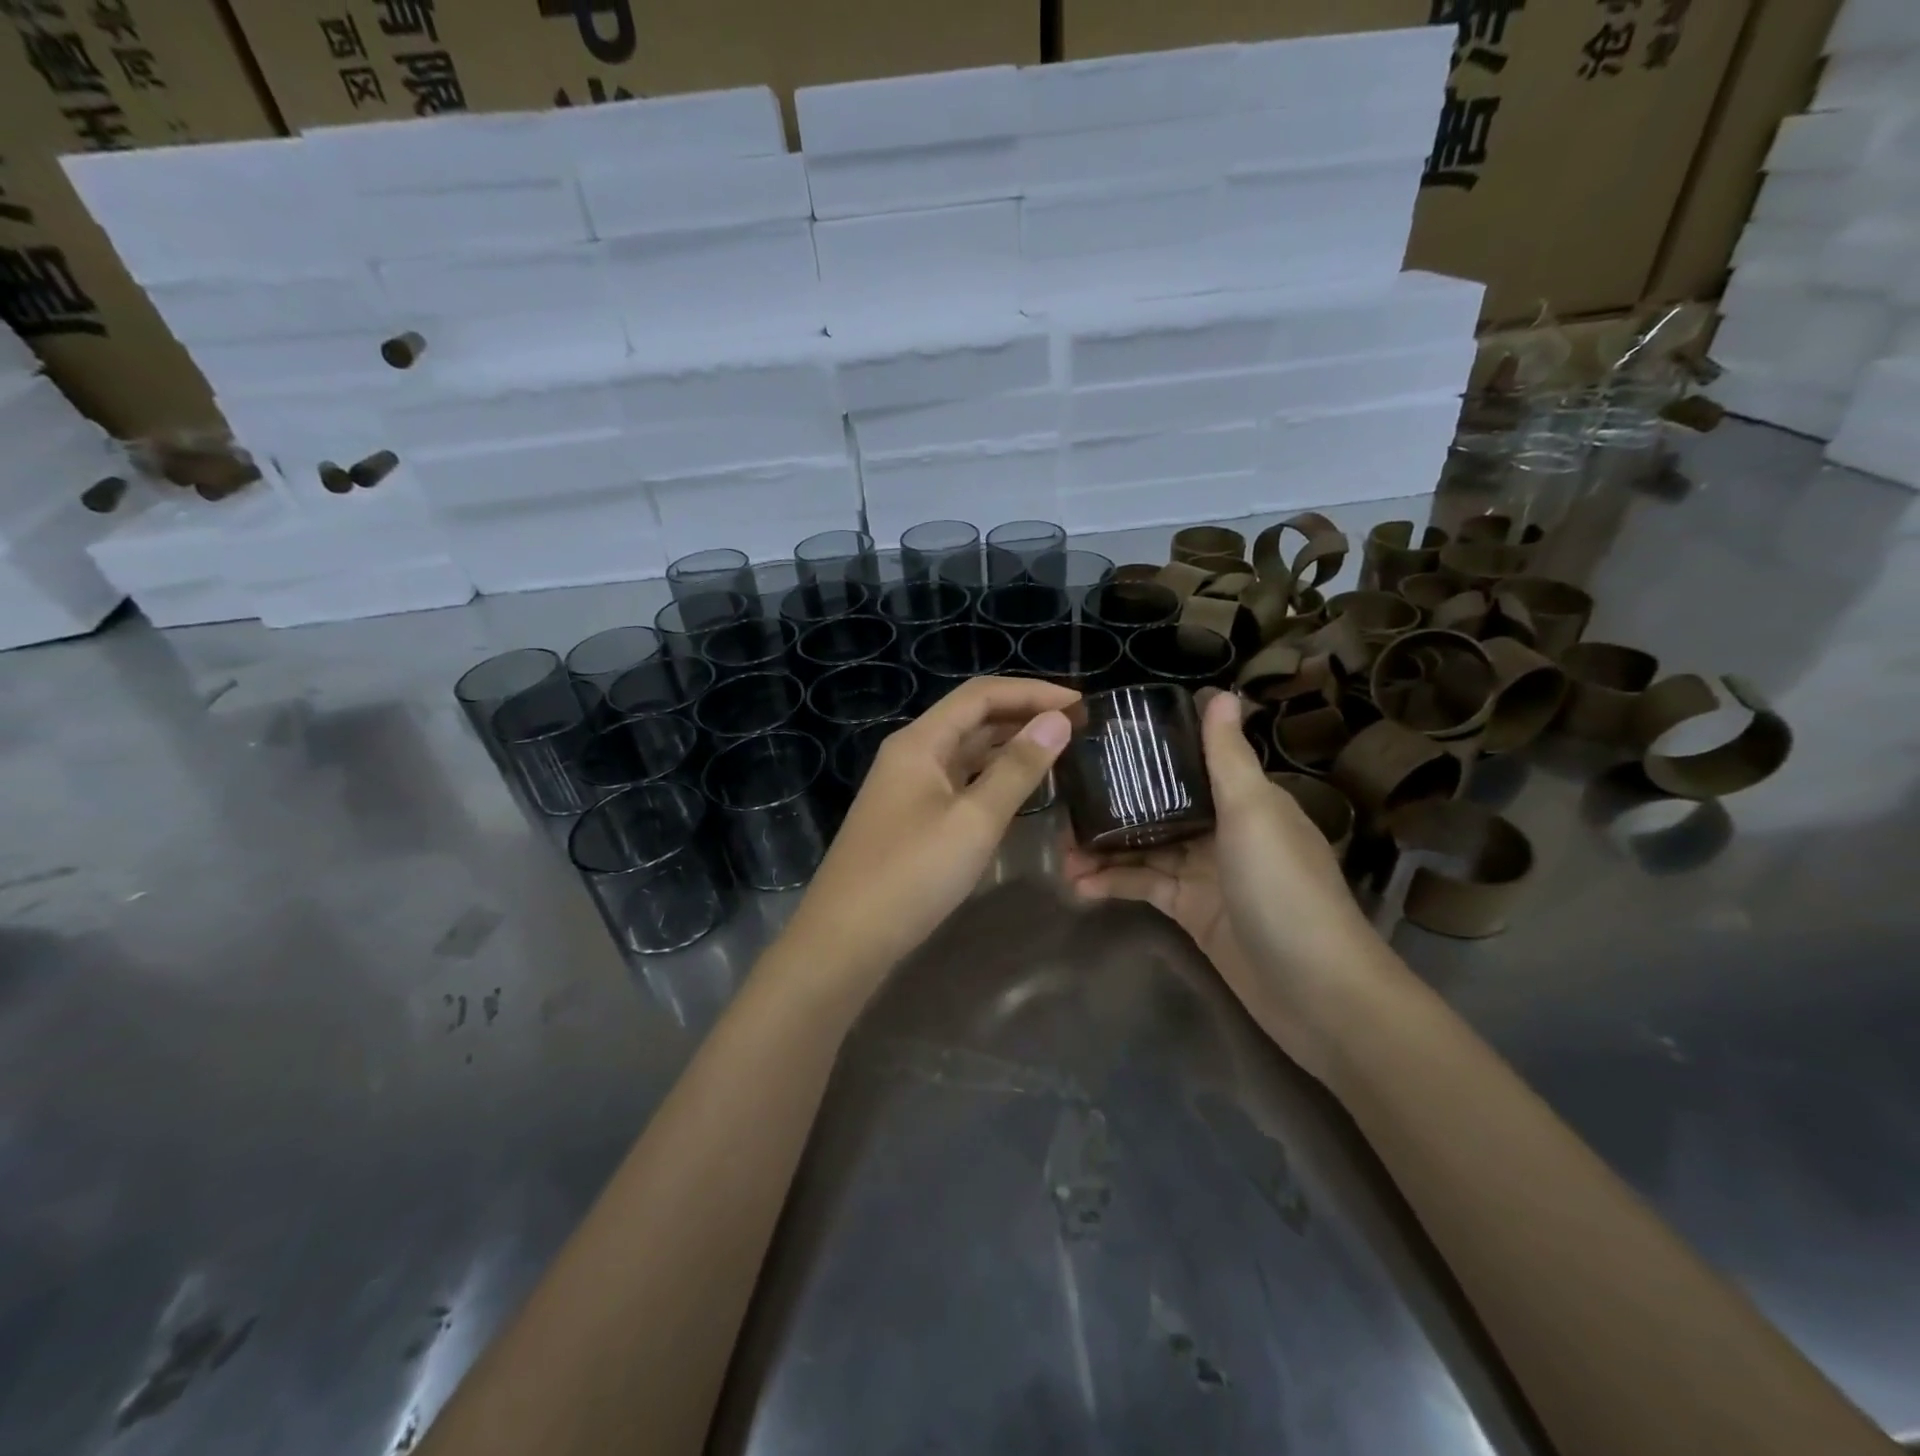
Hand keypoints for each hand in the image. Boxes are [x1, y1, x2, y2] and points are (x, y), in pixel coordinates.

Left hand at [775, 676, 1078, 998]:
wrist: (846, 938)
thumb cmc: (912, 874)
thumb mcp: (974, 820)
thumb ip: (1017, 768)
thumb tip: (1057, 720)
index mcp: (920, 742)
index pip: (981, 695)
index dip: (1032, 692)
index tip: (1080, 703)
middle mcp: (911, 754)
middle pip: (972, 718)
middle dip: (1023, 715)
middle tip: (1077, 727)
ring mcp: (908, 787)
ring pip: (965, 751)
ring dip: (1009, 745)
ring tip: (1058, 750)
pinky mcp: (911, 817)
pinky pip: (958, 781)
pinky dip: (991, 776)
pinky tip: (1019, 788)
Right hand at [1062, 689, 1388, 1078]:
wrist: (1315, 990)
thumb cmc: (1284, 887)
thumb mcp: (1253, 813)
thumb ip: (1227, 758)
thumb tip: (1221, 693)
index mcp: (1244, 800)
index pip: (1188, 765)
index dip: (1145, 756)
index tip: (1096, 746)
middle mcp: (1223, 831)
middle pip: (1158, 809)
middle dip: (1112, 808)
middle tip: (1063, 807)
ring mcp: (1205, 874)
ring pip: (1144, 850)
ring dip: (1104, 850)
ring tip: (1060, 854)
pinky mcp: (1192, 913)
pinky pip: (1145, 887)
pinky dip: (1114, 884)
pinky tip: (1079, 886)